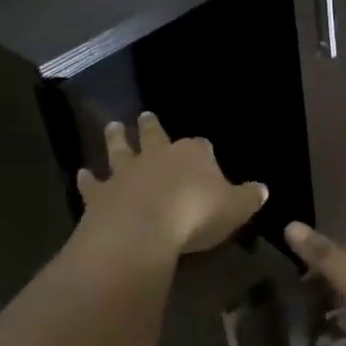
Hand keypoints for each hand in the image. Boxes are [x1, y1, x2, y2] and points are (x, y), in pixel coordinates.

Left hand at [78, 113, 266, 256]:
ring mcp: (126, 172)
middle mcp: (158, 156)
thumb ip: (249, 198)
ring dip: (116, 139)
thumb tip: (263, 189)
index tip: (205, 149)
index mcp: (193, 155)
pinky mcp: (100, 194)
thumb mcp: (235, 208)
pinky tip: (82, 173)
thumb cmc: (195, 215)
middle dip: (152, 127)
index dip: (204, 149)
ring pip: (121, 150)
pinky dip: (88, 178)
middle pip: (155, 136)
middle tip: (145, 115)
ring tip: (113, 127)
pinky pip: (93, 183)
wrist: (143, 230)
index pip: (201, 146)